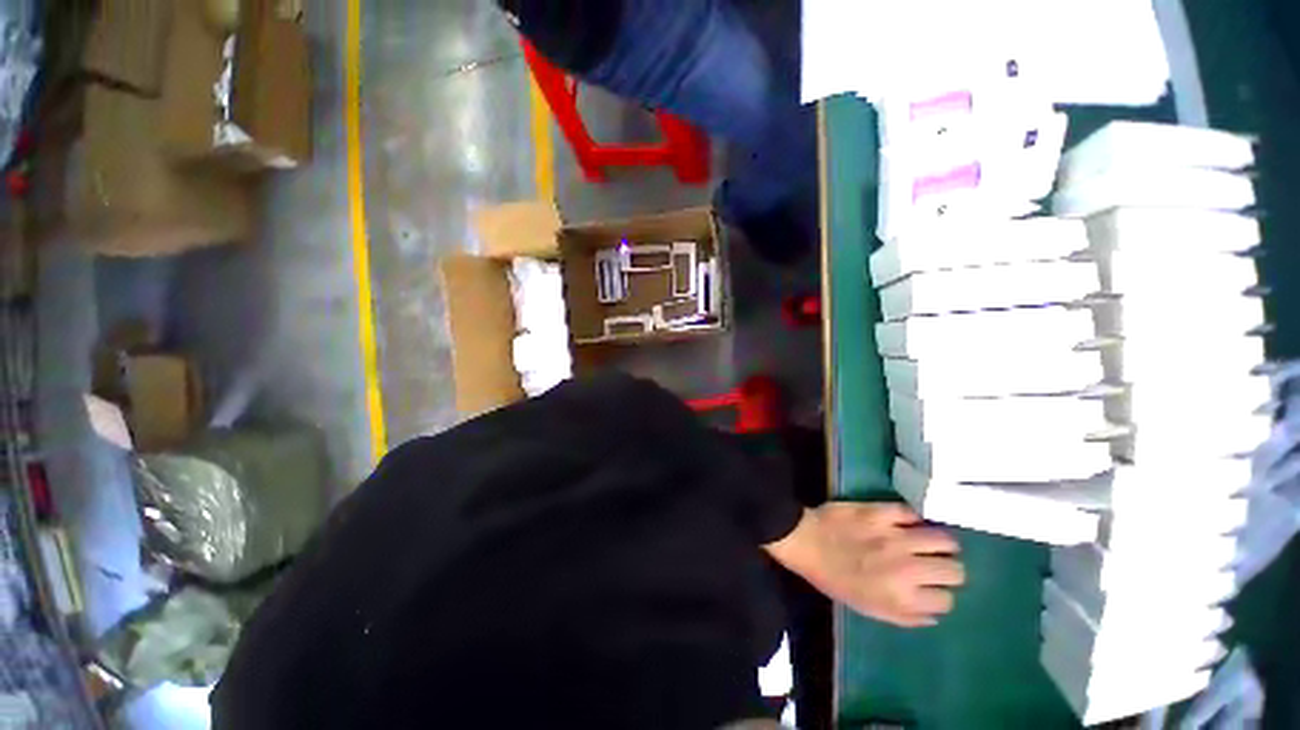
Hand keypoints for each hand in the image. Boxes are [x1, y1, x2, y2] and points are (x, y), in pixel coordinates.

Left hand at [764, 503, 964, 627]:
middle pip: (954, 570)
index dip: (941, 595)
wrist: (805, 541)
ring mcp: (895, 537)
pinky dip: (916, 518)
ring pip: (944, 539)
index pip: (946, 600)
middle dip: (949, 570)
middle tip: (937, 565)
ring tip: (933, 542)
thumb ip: (906, 616)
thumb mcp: (868, 609)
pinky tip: (911, 522)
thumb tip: (935, 613)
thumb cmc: (833, 578)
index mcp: (901, 597)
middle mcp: (906, 568)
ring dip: (942, 543)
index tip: (932, 588)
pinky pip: (913, 513)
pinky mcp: (881, 512)